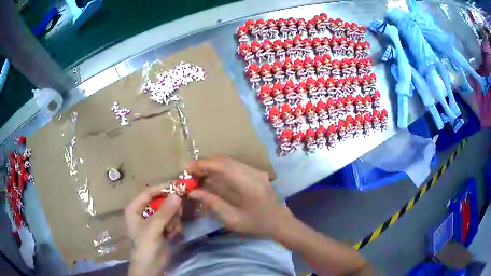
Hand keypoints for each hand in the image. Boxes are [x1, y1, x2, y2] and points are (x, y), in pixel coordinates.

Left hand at [125, 185, 181, 275]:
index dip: (162, 188)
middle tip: (178, 213)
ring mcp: (153, 220)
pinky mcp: (162, 228)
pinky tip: (171, 235)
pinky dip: (174, 226)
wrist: (151, 266)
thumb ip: (164, 212)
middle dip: (170, 209)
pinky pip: (172, 220)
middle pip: (160, 201)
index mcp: (135, 208)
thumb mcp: (153, 228)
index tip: (177, 186)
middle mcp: (143, 211)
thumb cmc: (146, 245)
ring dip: (173, 220)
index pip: (148, 192)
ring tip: (170, 230)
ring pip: (168, 211)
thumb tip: (177, 195)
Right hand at [187, 156, 292, 236]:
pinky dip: (220, 168)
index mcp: (249, 186)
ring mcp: (256, 171)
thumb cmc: (257, 224)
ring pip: (230, 161)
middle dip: (206, 163)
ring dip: (212, 165)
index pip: (224, 167)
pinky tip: (212, 175)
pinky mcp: (256, 172)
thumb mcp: (233, 219)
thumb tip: (193, 192)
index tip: (188, 168)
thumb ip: (213, 203)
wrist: (280, 222)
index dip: (204, 164)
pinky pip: (235, 165)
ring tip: (198, 173)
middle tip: (190, 172)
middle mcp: (253, 173)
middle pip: (226, 160)